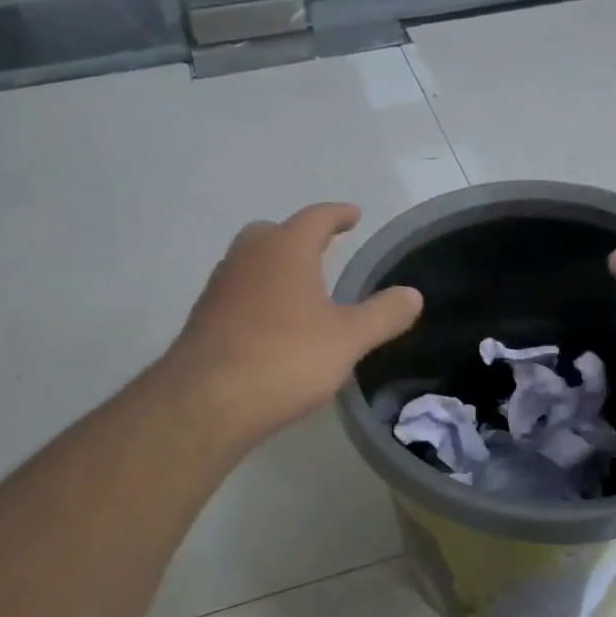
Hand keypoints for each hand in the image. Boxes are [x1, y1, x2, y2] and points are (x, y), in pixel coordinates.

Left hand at [163, 203, 422, 444]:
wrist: (206, 401)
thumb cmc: (286, 357)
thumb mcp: (349, 338)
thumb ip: (384, 314)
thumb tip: (413, 295)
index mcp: (285, 250)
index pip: (315, 218)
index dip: (338, 214)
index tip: (353, 214)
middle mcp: (247, 258)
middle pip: (272, 233)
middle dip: (298, 237)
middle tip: (321, 249)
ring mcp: (219, 288)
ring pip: (249, 263)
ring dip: (274, 268)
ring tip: (299, 289)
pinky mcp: (203, 320)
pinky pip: (236, 294)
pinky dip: (257, 297)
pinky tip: (271, 326)